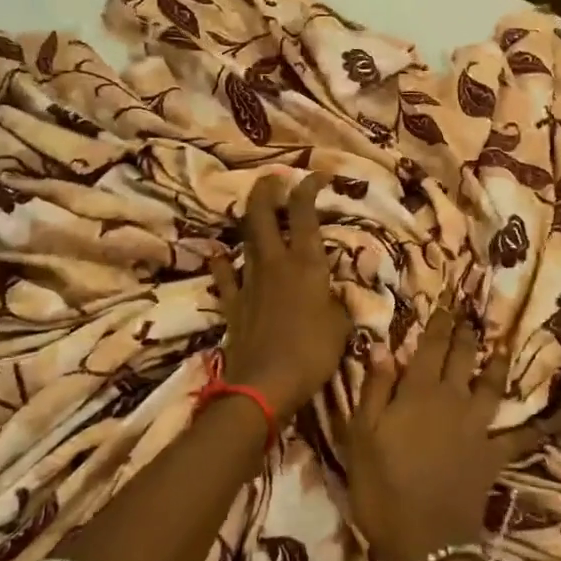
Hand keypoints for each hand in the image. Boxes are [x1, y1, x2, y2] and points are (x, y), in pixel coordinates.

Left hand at [212, 173, 350, 420]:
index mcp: (306, 264)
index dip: (309, 188)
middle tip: (272, 178)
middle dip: (267, 191)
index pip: (305, 214)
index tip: (316, 176)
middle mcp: (275, 263)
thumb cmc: (312, 352)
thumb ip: (339, 304)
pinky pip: (225, 277)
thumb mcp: (341, 327)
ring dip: (249, 220)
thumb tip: (337, 295)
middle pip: (263, 215)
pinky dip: (223, 264)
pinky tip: (219, 256)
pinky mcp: (232, 304)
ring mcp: (249, 281)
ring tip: (254, 208)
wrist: (264, 384)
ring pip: (245, 240)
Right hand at [343, 303, 558, 560]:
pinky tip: (549, 418)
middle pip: (462, 359)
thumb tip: (383, 347)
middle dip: (465, 335)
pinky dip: (534, 427)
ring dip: (497, 364)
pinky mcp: (493, 455)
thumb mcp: (362, 436)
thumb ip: (374, 389)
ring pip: (491, 386)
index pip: (429, 348)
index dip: (437, 324)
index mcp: (418, 392)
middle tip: (470, 316)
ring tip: (502, 346)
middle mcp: (452, 400)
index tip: (445, 304)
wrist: (425, 542)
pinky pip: (518, 437)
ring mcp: (477, 428)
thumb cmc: (382, 487)